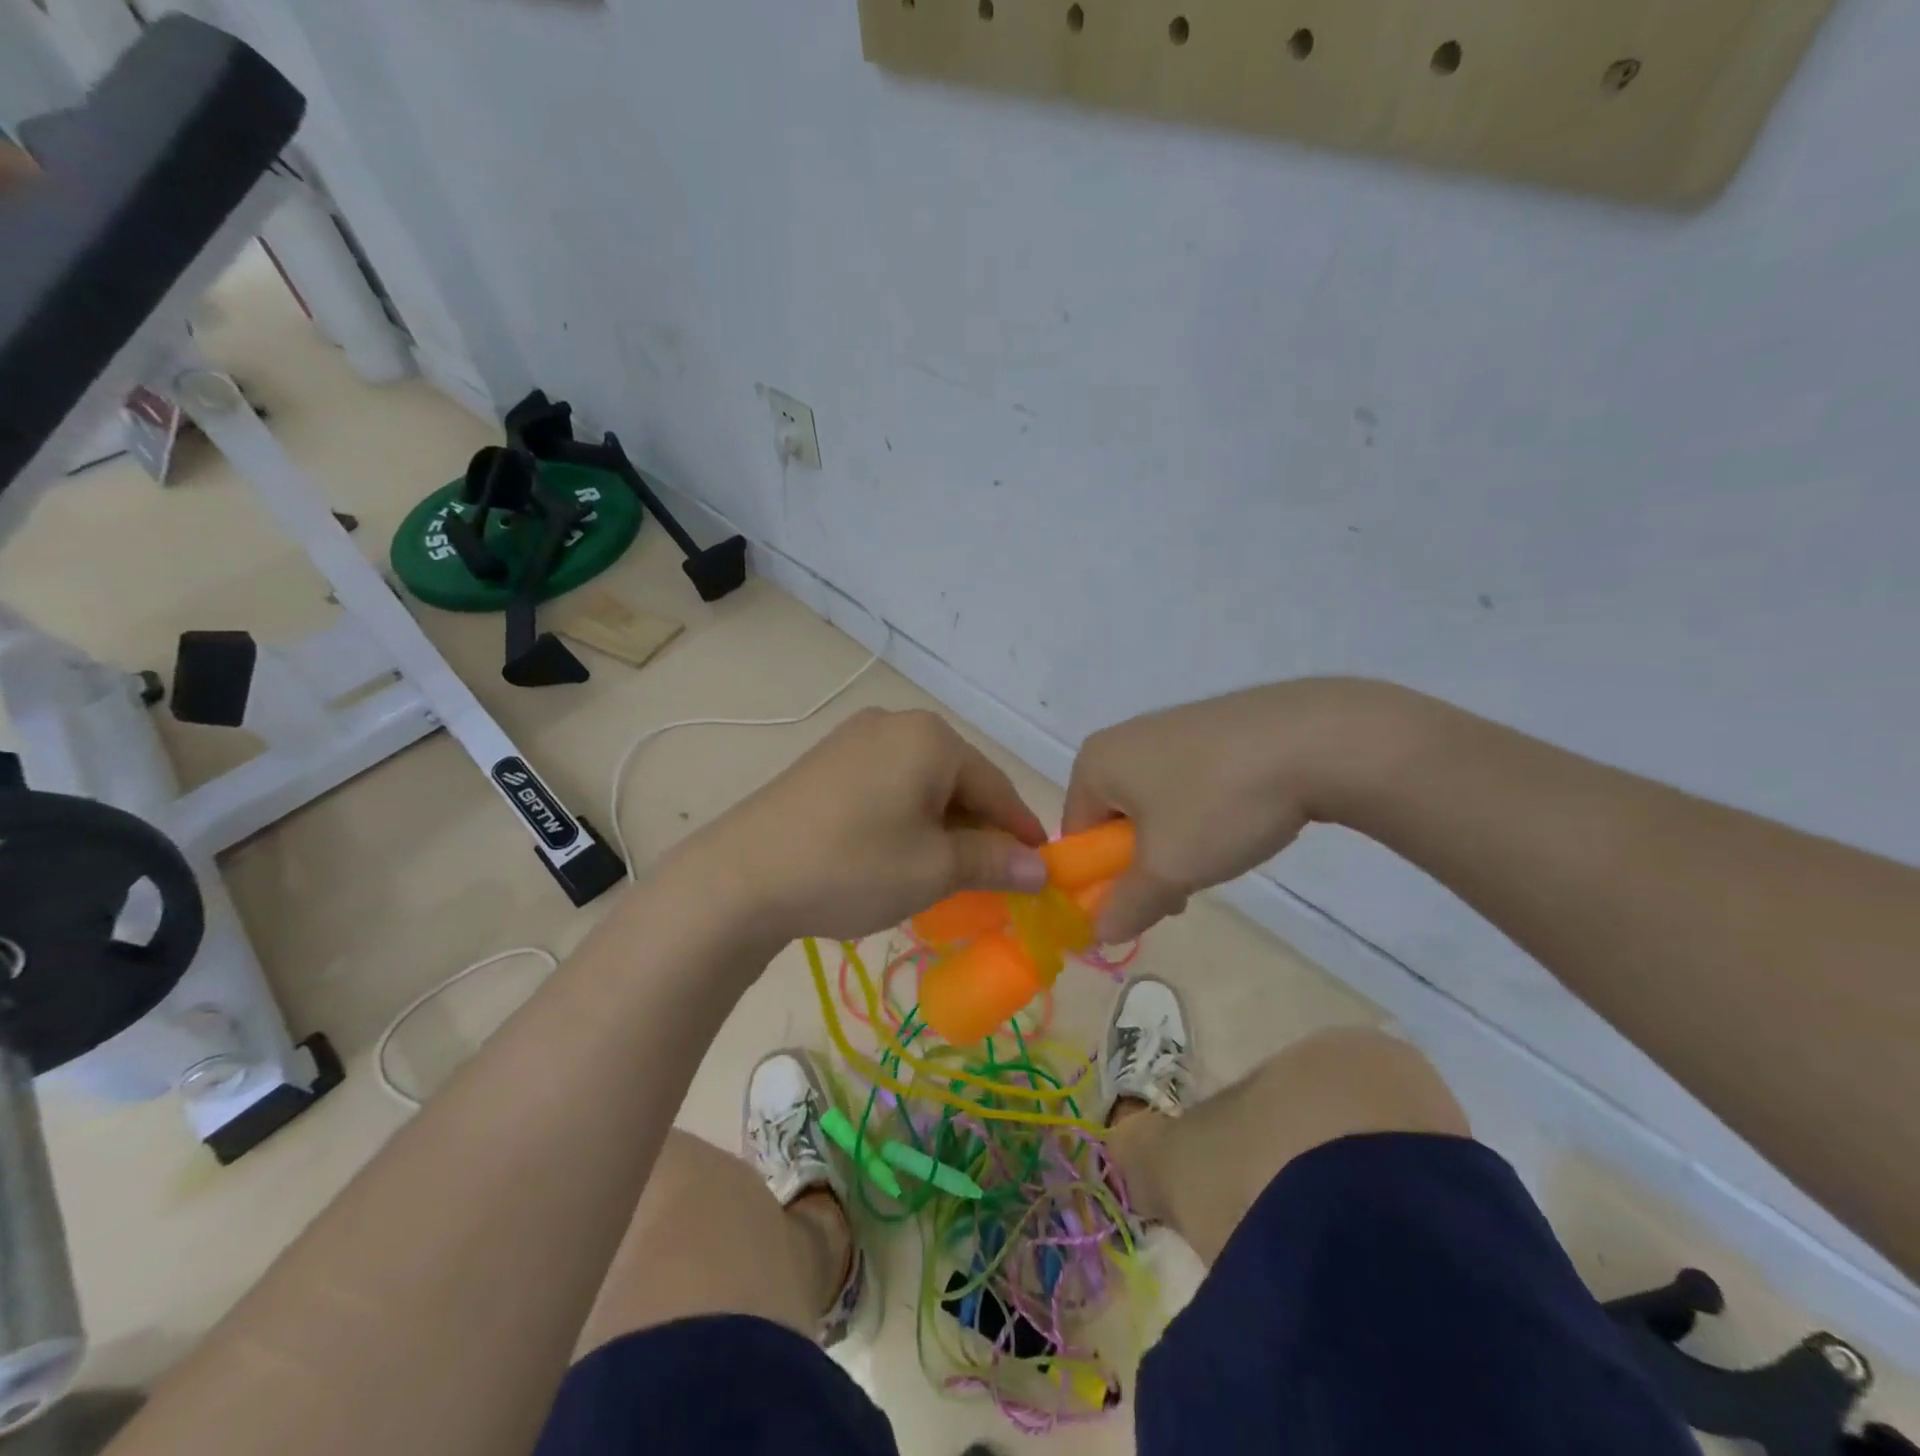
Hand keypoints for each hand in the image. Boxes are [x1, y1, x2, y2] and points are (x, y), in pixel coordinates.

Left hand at [685, 707, 1048, 943]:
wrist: (741, 876)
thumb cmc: (853, 866)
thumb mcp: (934, 869)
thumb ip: (994, 862)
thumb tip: (1040, 869)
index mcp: (931, 738)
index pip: (996, 787)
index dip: (1020, 832)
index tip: (1038, 872)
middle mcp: (896, 724)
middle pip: (959, 782)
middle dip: (978, 831)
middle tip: (989, 881)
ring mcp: (855, 738)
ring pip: (921, 785)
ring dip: (941, 827)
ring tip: (942, 873)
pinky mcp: (826, 761)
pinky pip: (886, 786)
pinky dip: (905, 819)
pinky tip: (896, 853)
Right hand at [1064, 679, 1413, 940]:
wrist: (1314, 740)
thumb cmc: (1219, 803)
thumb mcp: (1168, 869)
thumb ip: (1126, 906)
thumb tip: (1098, 932)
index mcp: (1096, 763)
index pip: (1077, 836)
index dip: (1103, 880)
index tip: (1145, 903)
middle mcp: (1123, 738)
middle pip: (1114, 821)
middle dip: (1143, 863)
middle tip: (1184, 886)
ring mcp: (1169, 728)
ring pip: (1154, 806)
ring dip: (1174, 843)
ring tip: (1221, 854)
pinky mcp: (1211, 728)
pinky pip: (1187, 783)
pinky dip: (1202, 812)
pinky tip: (1240, 821)